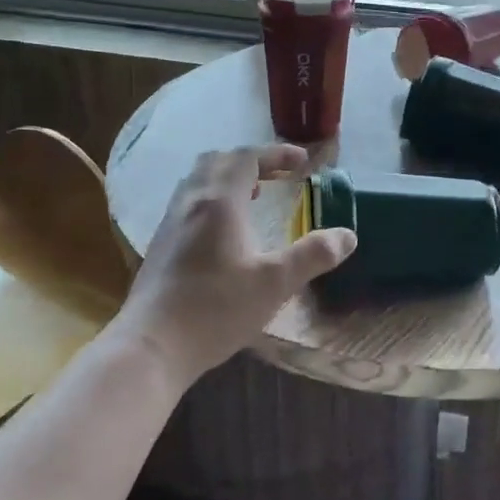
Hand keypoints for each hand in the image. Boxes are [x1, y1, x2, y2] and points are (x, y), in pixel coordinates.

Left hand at [114, 145, 355, 385]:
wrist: (151, 345)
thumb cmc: (216, 309)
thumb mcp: (275, 283)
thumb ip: (313, 255)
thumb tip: (348, 236)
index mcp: (219, 202)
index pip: (247, 158)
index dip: (276, 154)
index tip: (303, 161)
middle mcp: (191, 201)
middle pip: (218, 161)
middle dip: (250, 161)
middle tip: (276, 176)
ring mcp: (170, 222)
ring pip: (198, 180)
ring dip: (228, 178)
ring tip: (253, 197)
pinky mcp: (160, 244)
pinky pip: (188, 202)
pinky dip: (212, 198)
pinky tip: (224, 232)